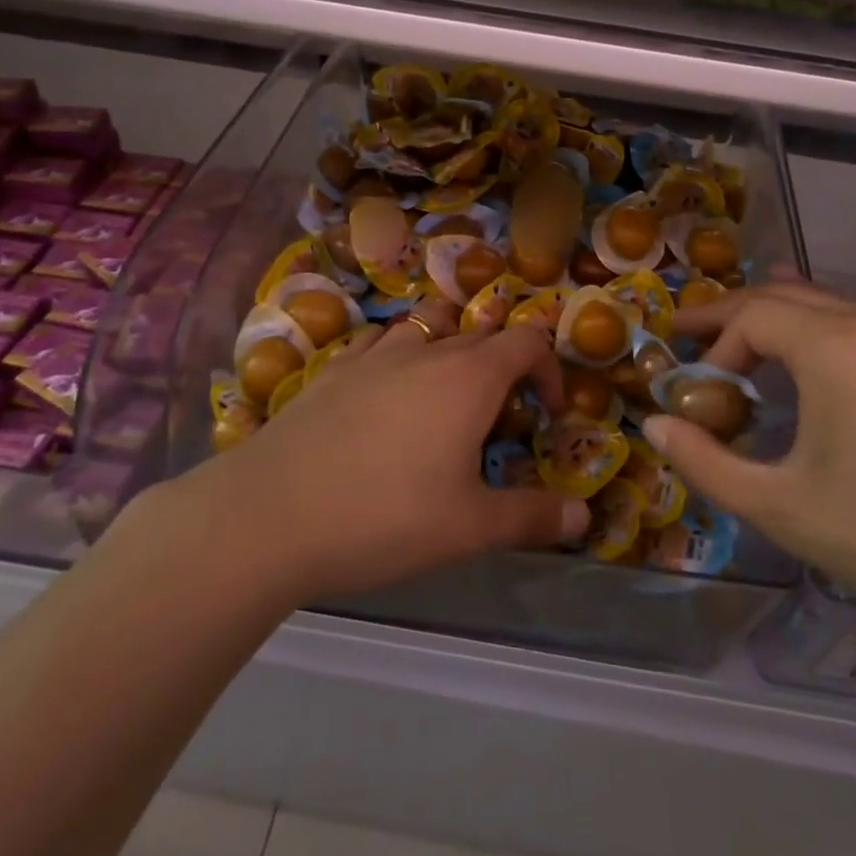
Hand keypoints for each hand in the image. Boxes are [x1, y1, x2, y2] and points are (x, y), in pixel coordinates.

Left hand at [160, 302, 590, 605]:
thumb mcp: (469, 528)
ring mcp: (375, 354)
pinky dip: (397, 356)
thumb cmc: (385, 516)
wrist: (271, 513)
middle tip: (498, 419)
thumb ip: (532, 518)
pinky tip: (384, 390)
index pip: (528, 343)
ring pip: (428, 326)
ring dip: (450, 347)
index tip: (548, 412)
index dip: (549, 370)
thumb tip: (583, 521)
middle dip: (504, 366)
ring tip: (444, 393)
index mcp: (470, 377)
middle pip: (482, 334)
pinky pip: (378, 343)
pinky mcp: (333, 368)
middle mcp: (428, 351)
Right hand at [642, 282, 855, 650]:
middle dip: (730, 316)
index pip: (750, 316)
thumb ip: (706, 463)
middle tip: (688, 336)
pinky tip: (802, 337)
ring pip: (820, 301)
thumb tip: (654, 426)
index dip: (712, 345)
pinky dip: (813, 322)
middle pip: (782, 296)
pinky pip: (854, 316)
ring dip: (771, 316)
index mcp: (838, 347)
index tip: (695, 389)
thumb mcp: (783, 508)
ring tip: (734, 336)